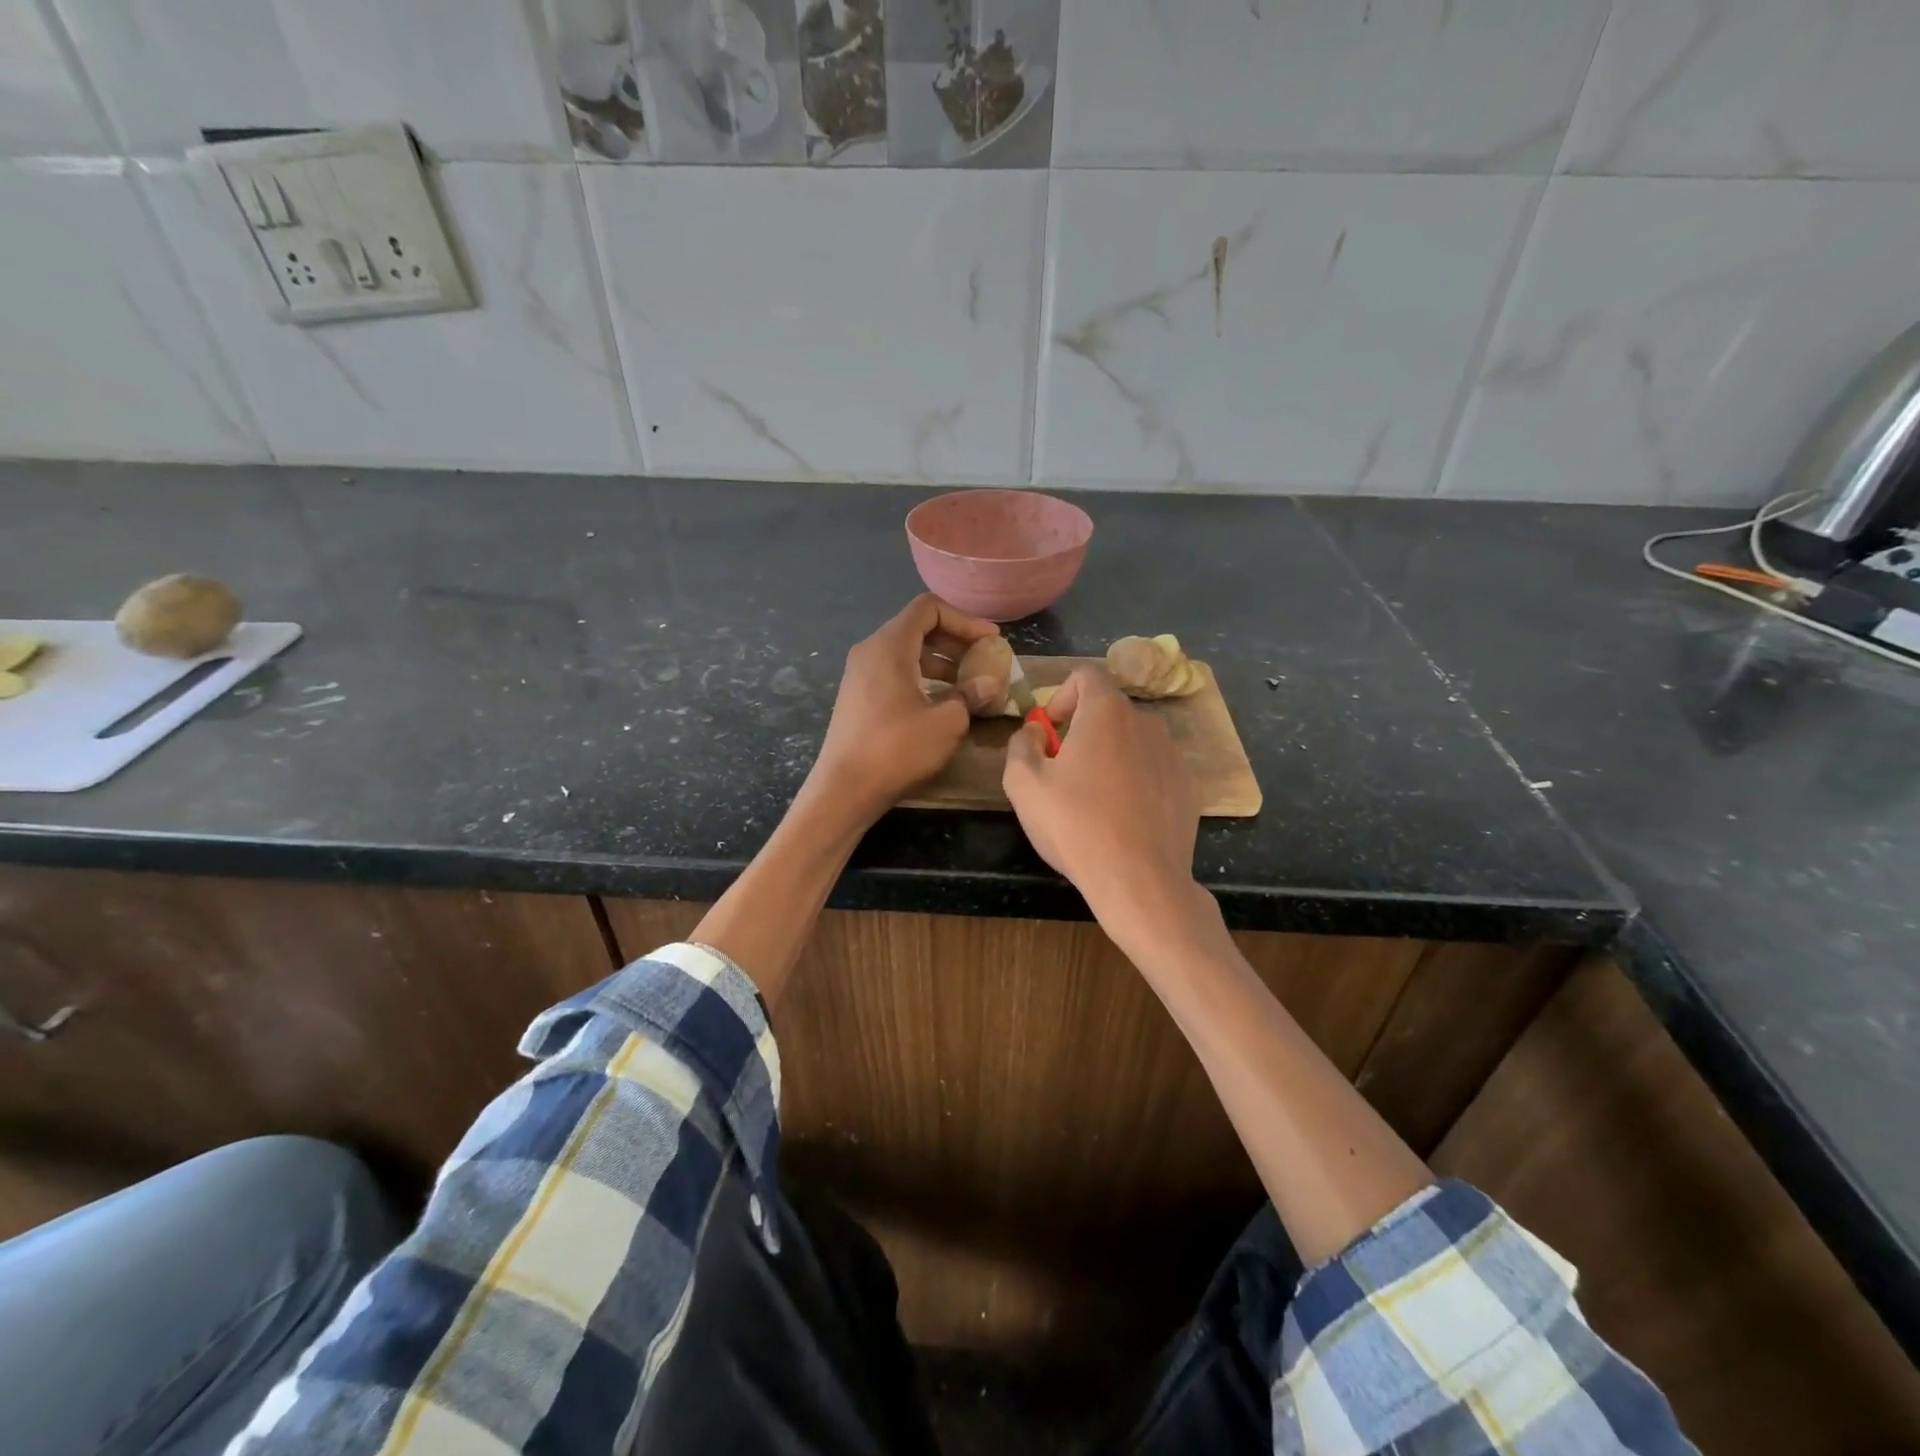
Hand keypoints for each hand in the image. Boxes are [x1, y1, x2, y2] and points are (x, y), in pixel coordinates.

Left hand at [808, 594, 999, 824]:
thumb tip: (988, 683)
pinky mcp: (859, 697)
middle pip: (918, 628)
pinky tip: (943, 703)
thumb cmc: (897, 749)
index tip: (990, 641)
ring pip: (908, 653)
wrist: (845, 788)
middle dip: (956, 641)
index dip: (965, 620)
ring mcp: (860, 674)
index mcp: (890, 645)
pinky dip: (923, 678)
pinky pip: (896, 673)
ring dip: (942, 663)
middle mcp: (871, 651)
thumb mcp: (948, 722)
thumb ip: (971, 694)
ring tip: (970, 685)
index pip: (929, 608)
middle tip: (985, 662)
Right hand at [1003, 667, 1205, 947]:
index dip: (1062, 696)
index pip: (1086, 675)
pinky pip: (1153, 770)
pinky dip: (1135, 781)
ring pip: (1132, 742)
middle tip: (1063, 770)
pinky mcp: (1187, 788)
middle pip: (1109, 712)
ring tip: (1093, 799)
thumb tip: (1034, 733)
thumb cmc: (1075, 825)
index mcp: (1107, 713)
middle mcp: (1146, 724)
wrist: (1140, 880)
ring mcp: (1173, 756)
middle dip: (1082, 731)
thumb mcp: (1024, 785)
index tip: (1050, 730)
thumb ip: (1021, 745)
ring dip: (1110, 757)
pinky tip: (1122, 819)